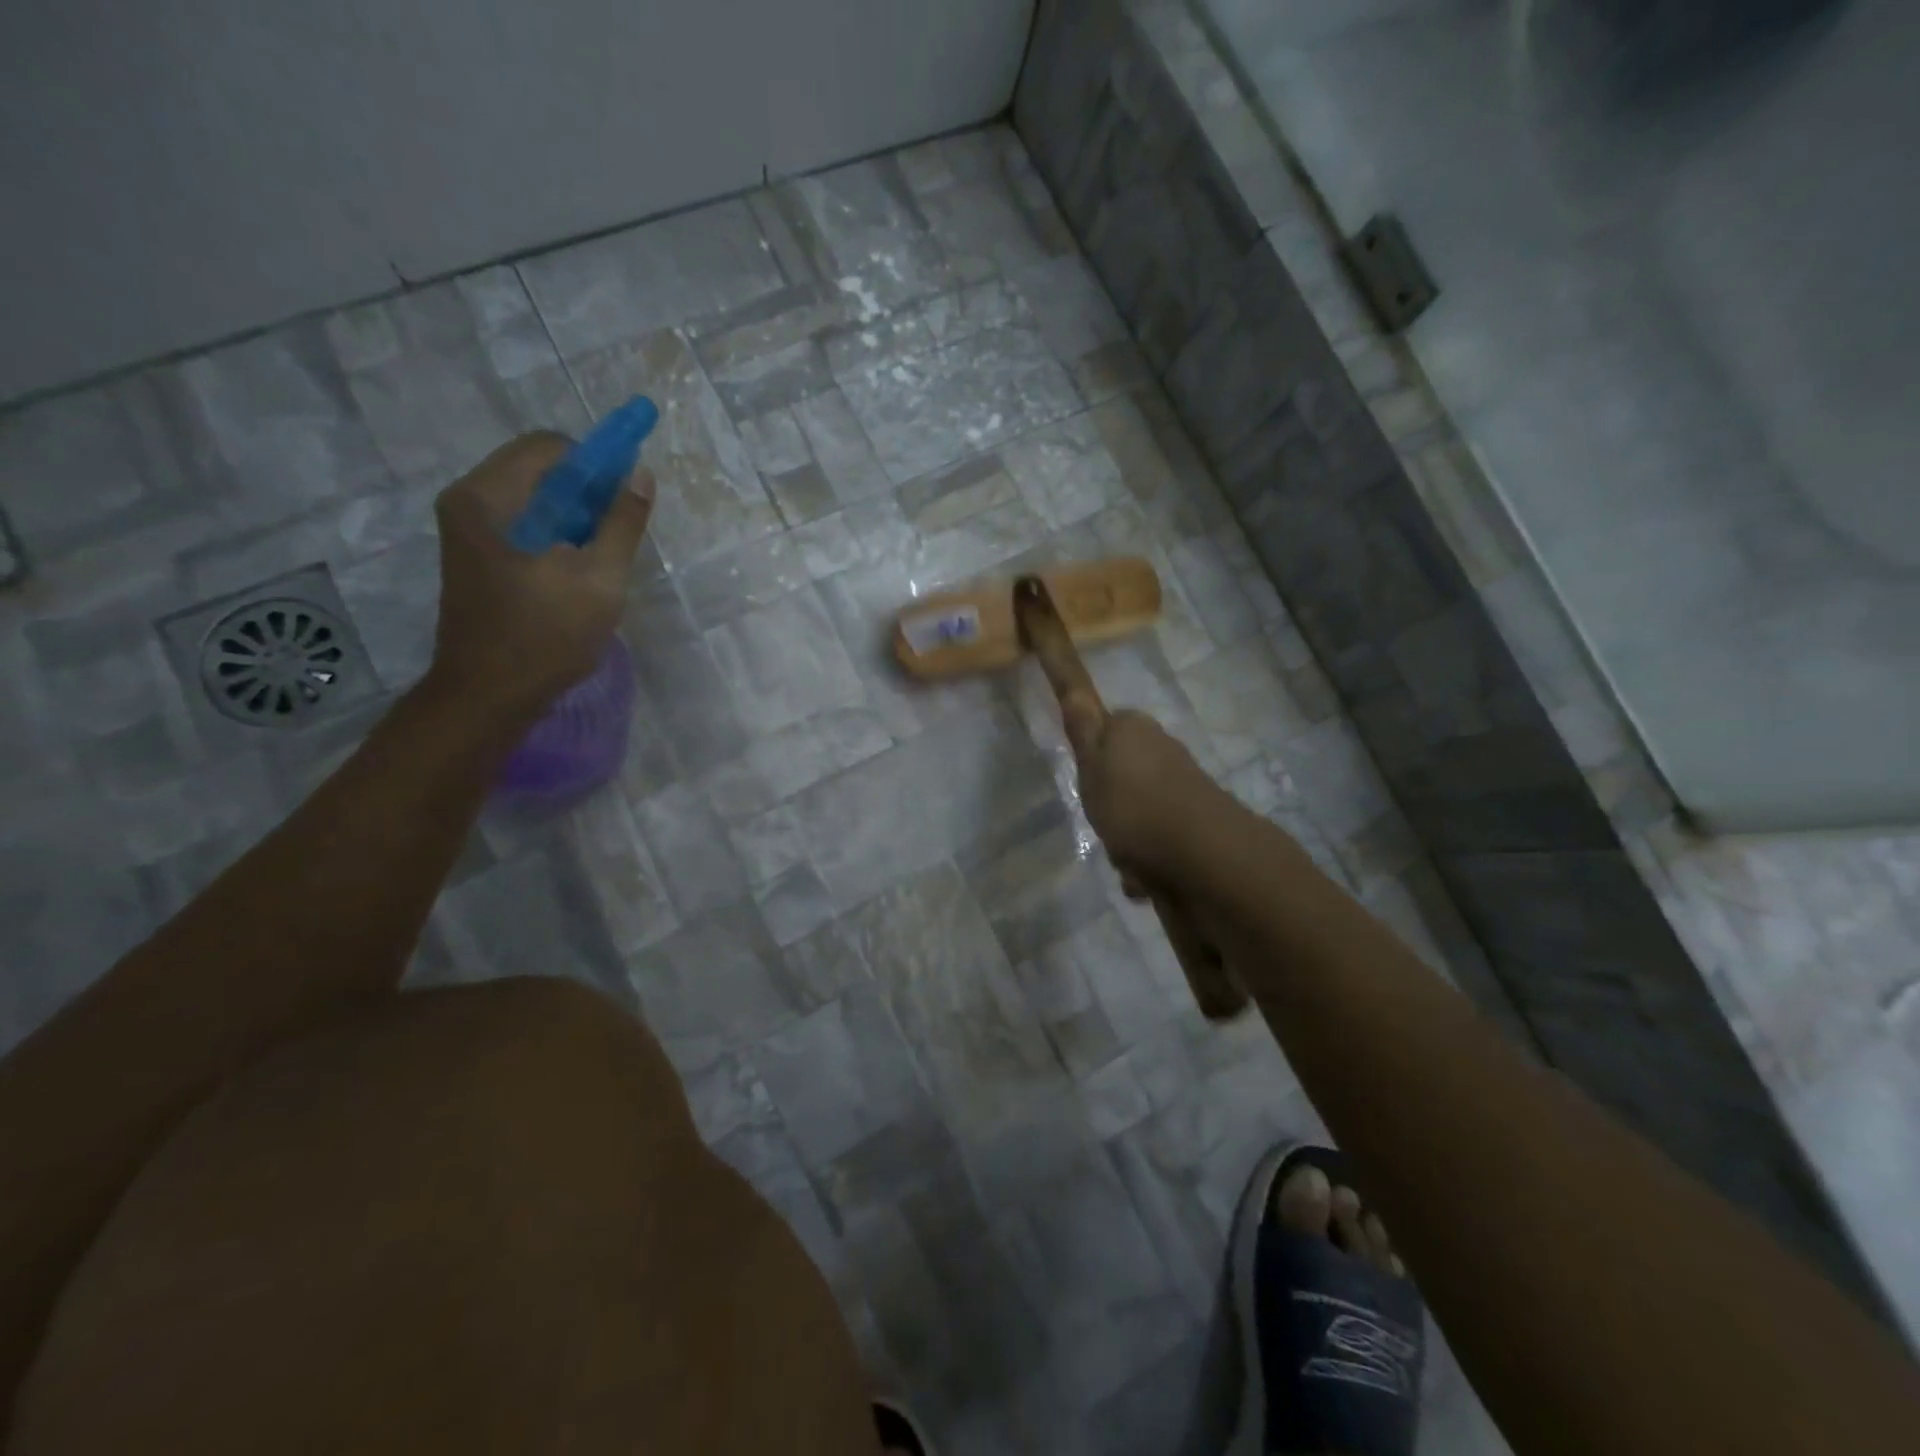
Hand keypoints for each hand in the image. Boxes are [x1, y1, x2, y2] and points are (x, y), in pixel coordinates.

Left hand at [425, 432, 653, 720]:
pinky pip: (525, 526)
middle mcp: (469, 502)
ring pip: (535, 501)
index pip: (549, 446)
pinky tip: (578, 572)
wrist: (489, 695)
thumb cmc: (545, 635)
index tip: (625, 498)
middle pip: (540, 471)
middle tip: (617, 534)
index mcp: (488, 497)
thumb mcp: (599, 578)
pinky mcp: (477, 558)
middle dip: (587, 493)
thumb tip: (641, 475)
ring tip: (601, 558)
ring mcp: (469, 531)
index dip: (596, 463)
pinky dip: (557, 536)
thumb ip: (622, 523)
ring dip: (575, 518)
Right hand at [1061, 704, 1222, 884]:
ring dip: (1128, 834)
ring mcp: (1182, 783)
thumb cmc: (1132, 805)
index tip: (1084, 780)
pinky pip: (1157, 836)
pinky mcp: (1196, 817)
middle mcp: (1161, 748)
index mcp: (1133, 729)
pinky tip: (1144, 875)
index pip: (1103, 728)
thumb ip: (1081, 724)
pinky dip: (1148, 856)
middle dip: (1110, 800)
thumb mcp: (1092, 763)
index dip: (1090, 754)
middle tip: (1100, 821)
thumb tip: (1070, 672)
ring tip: (1124, 856)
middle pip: (1122, 771)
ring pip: (1138, 807)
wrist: (1200, 853)